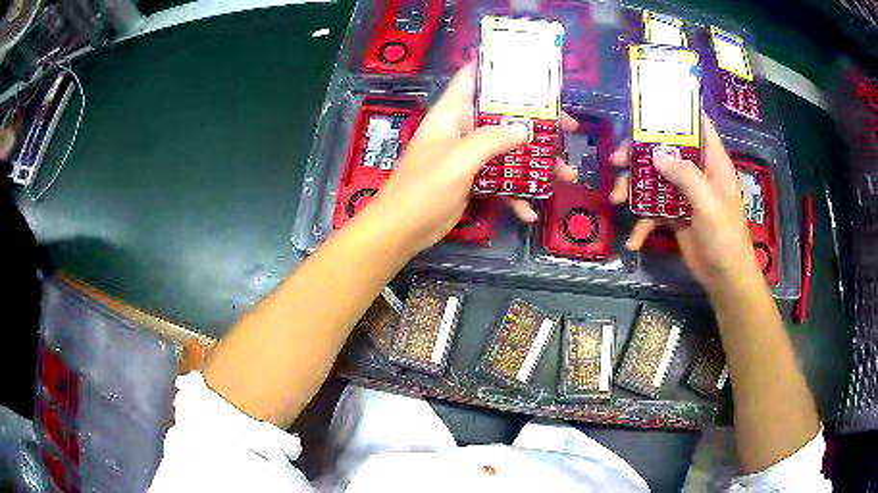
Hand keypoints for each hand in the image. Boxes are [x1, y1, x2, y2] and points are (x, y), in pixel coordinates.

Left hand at [369, 64, 576, 252]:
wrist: (401, 231)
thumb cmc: (423, 190)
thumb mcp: (458, 161)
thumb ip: (491, 140)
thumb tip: (525, 129)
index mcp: (452, 114)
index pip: (473, 77)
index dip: (499, 68)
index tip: (533, 72)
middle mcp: (462, 129)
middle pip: (503, 115)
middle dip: (537, 122)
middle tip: (568, 128)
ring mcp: (468, 156)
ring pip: (508, 150)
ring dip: (536, 163)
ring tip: (566, 174)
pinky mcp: (472, 180)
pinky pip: (500, 180)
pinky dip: (516, 194)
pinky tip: (529, 212)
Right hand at [608, 117, 760, 290]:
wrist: (725, 279)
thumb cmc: (725, 238)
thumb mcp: (708, 204)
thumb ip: (685, 176)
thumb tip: (655, 155)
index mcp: (712, 163)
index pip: (699, 127)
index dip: (680, 113)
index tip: (652, 106)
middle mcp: (698, 173)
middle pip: (666, 151)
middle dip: (640, 154)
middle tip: (617, 159)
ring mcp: (685, 195)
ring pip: (654, 179)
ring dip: (634, 188)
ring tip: (615, 199)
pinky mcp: (675, 216)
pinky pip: (654, 211)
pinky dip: (642, 224)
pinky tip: (634, 241)